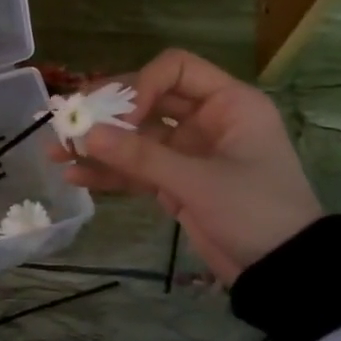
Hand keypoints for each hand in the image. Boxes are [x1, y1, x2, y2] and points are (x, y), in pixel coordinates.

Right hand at [55, 48, 323, 284]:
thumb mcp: (198, 182)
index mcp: (228, 103)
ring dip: (100, 145)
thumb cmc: (255, 211)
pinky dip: (111, 173)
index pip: (174, 69)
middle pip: (147, 100)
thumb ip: (140, 157)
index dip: (140, 84)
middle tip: (66, 120)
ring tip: (56, 151)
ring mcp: (190, 153)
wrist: (283, 272)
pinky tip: (76, 177)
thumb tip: (84, 134)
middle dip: (107, 112)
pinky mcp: (177, 183)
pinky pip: (138, 170)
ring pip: (137, 138)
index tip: (118, 117)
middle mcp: (207, 120)